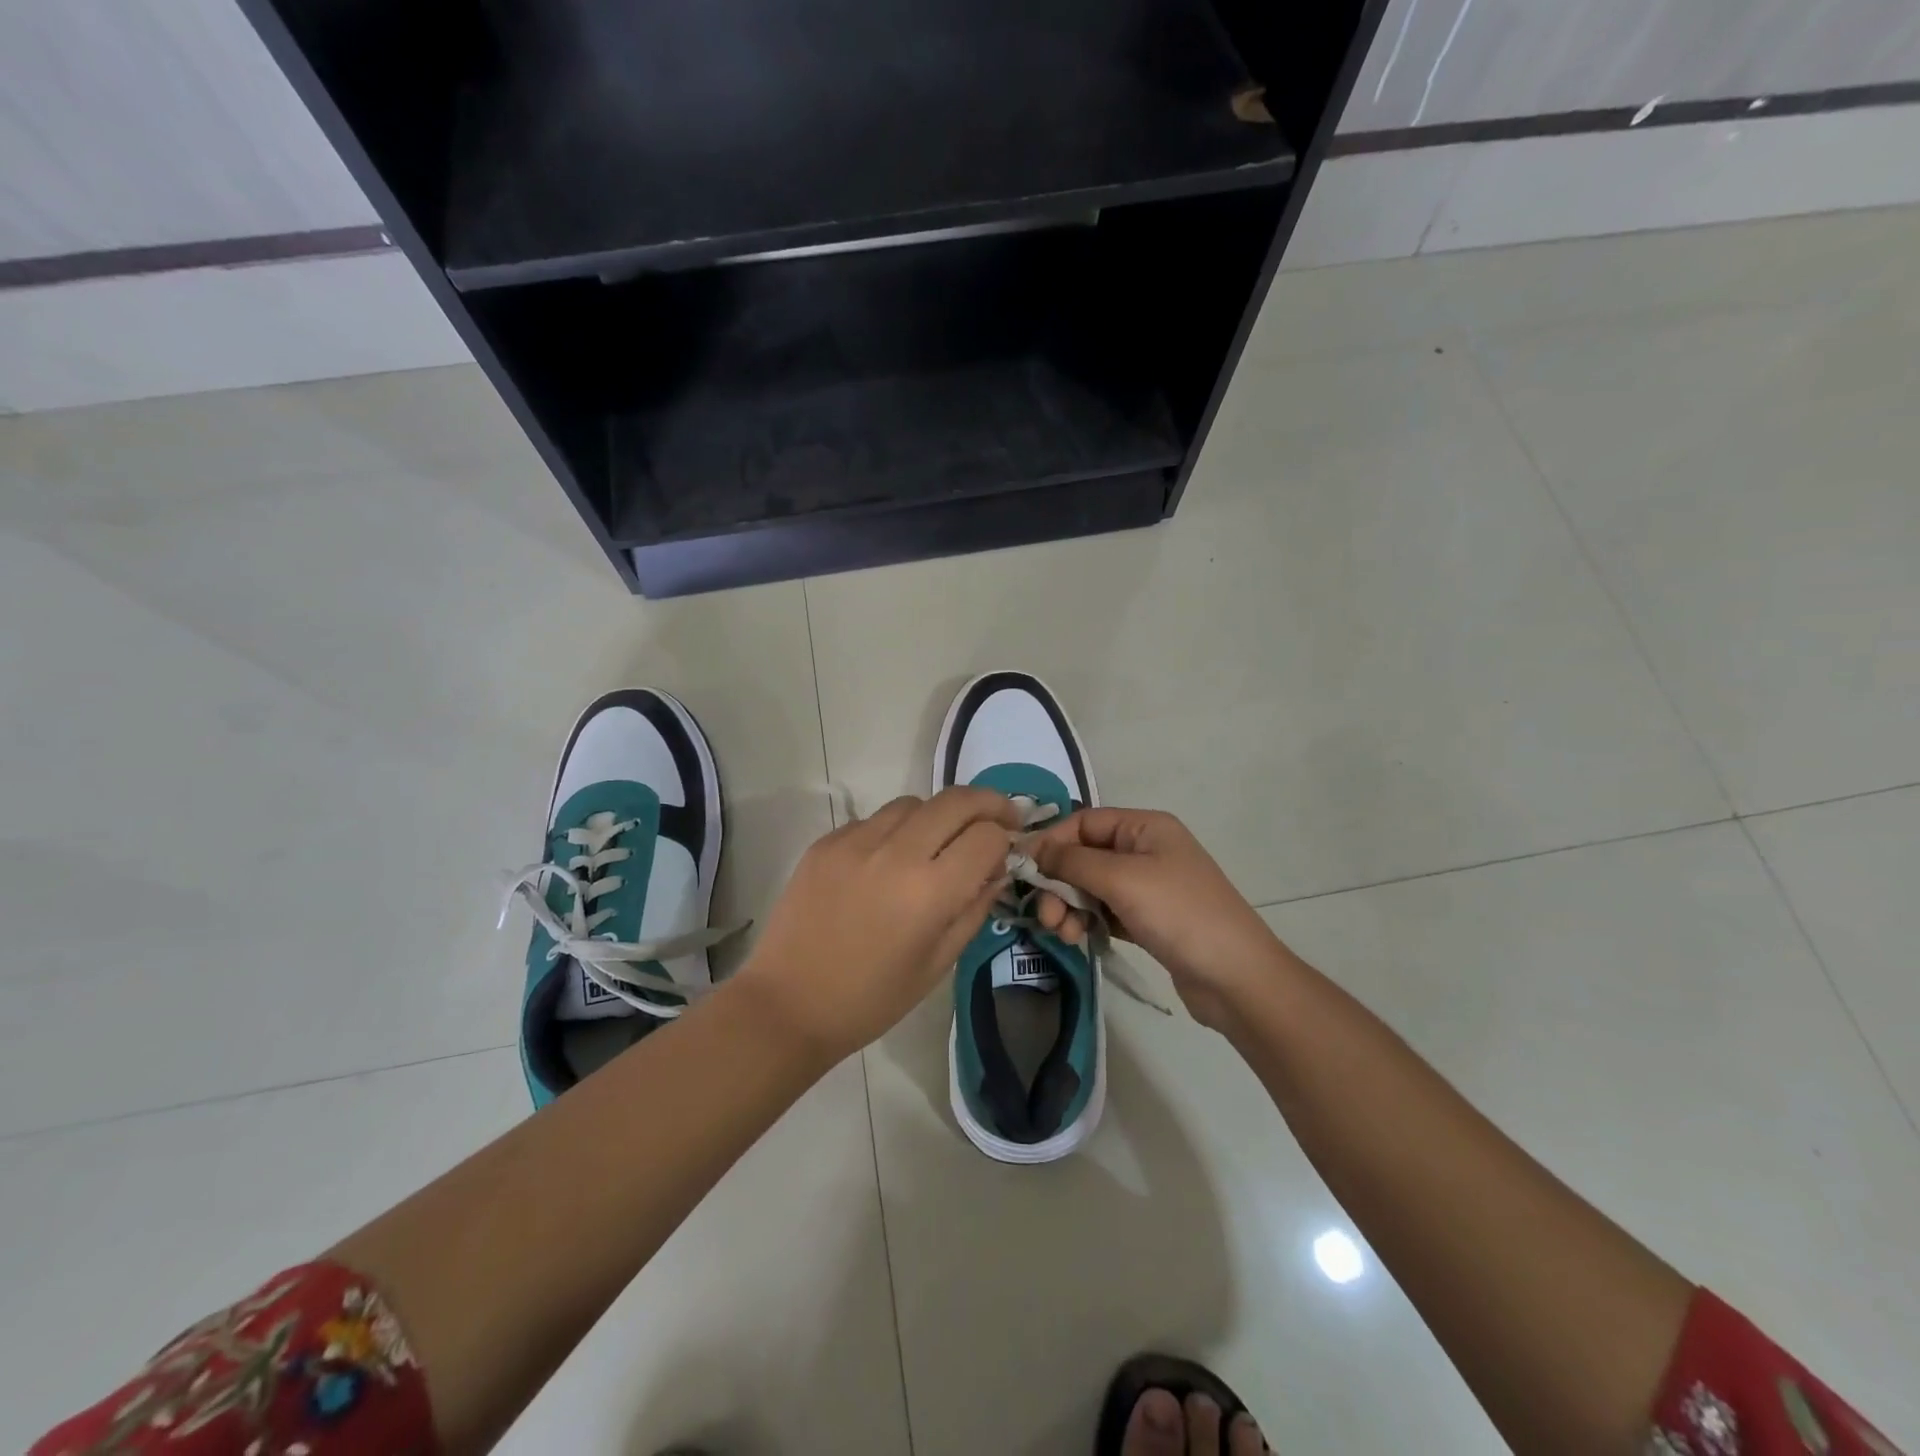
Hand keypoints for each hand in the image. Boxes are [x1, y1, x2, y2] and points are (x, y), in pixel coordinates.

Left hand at [732, 787, 1019, 1062]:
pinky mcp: (826, 842)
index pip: (988, 836)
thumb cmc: (871, 999)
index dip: (1006, 839)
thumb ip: (974, 908)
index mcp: (930, 892)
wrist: (788, 1004)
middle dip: (988, 803)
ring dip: (938, 815)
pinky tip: (888, 862)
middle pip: (957, 800)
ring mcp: (856, 841)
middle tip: (998, 819)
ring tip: (937, 843)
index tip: (1009, 848)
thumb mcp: (938, 964)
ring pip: (914, 803)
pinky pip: (874, 820)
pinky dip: (894, 830)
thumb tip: (996, 869)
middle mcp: (896, 853)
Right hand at [1027, 808, 1291, 1030]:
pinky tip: (1078, 938)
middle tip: (1044, 914)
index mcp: (1145, 827)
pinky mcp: (1146, 919)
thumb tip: (1033, 849)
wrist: (1235, 977)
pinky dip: (1086, 921)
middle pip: (1084, 855)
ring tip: (1062, 933)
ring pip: (1090, 886)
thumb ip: (1072, 861)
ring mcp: (1147, 886)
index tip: (1023, 869)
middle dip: (1058, 882)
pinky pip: (1103, 911)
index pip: (1084, 822)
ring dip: (1068, 906)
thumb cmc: (1179, 914)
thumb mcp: (1122, 879)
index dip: (1051, 841)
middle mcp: (1145, 850)